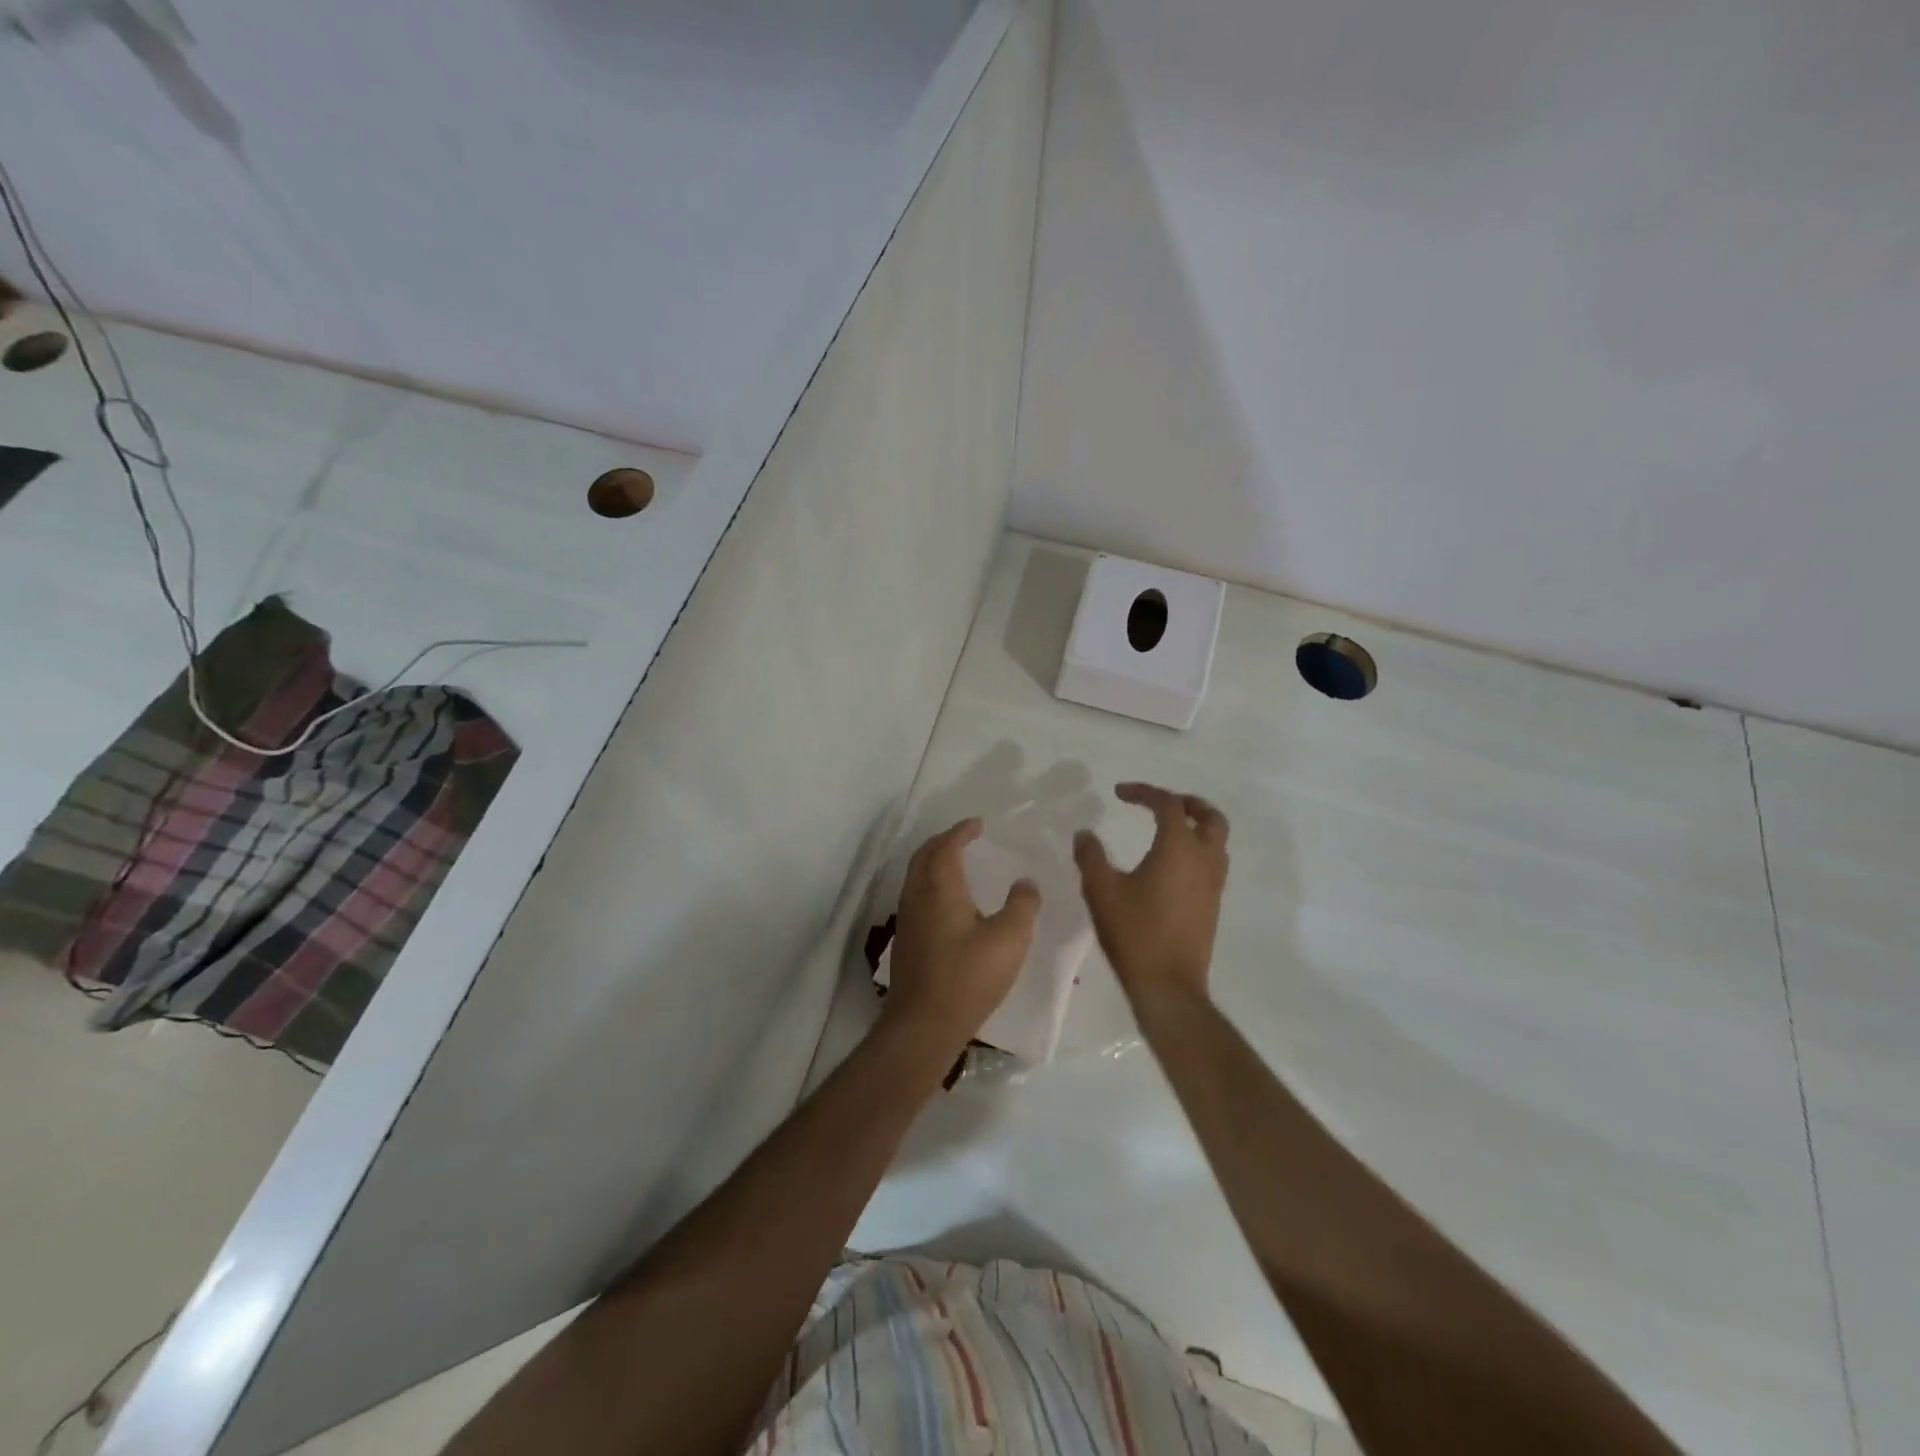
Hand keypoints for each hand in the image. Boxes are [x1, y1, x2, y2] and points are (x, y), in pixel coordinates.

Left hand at [882, 818, 1039, 1056]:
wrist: (923, 1025)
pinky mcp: (906, 942)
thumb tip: (1025, 883)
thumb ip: (1022, 905)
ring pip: (917, 877)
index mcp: (940, 887)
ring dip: (935, 863)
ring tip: (959, 865)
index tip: (978, 824)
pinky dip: (932, 885)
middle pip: (924, 856)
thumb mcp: (1010, 938)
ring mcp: (907, 920)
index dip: (962, 831)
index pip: (947, 846)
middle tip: (965, 838)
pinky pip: (917, 897)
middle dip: (943, 842)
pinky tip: (951, 904)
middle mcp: (917, 896)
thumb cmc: (968, 977)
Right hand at [1074, 783, 1229, 1004]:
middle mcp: (1204, 860)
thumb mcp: (1101, 890)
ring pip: (1217, 841)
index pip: (1168, 804)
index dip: (1145, 792)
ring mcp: (1213, 884)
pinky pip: (1212, 863)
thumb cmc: (1134, 933)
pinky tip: (1170, 866)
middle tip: (1160, 804)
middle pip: (1210, 817)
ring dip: (1196, 827)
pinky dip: (1197, 850)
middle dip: (1187, 803)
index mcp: (1178, 848)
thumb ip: (1090, 856)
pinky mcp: (1212, 905)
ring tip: (1166, 830)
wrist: (1168, 985)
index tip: (1119, 793)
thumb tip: (1084, 834)